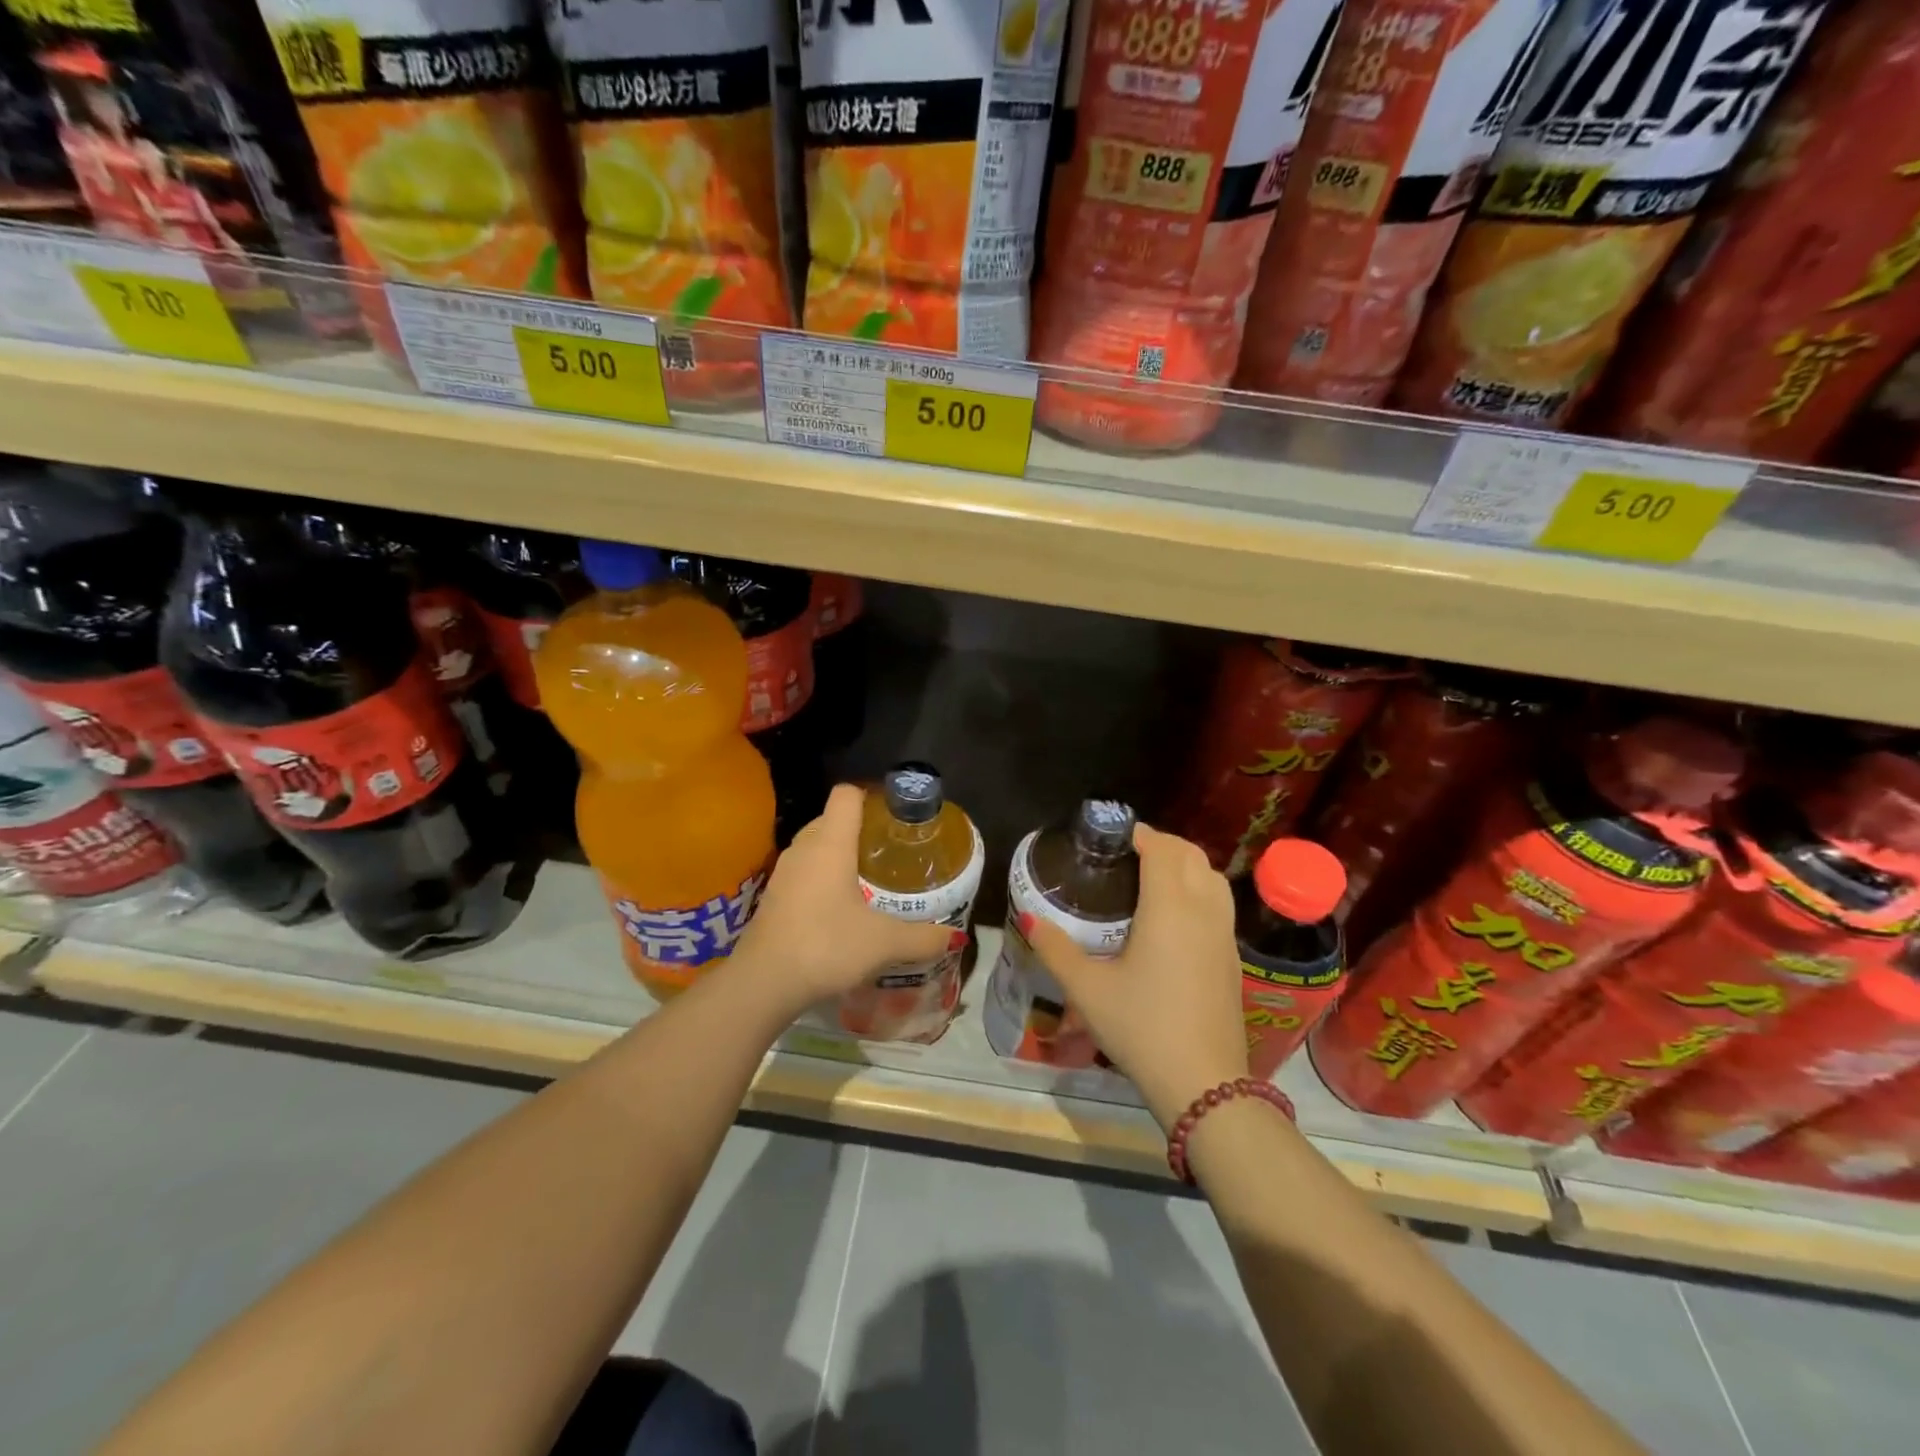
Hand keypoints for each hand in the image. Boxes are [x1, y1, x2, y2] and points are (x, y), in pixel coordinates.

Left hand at [732, 784, 956, 1016]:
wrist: (763, 983)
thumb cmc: (826, 946)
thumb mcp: (883, 943)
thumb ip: (922, 937)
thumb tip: (956, 938)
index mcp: (830, 843)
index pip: (846, 794)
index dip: (871, 796)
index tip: (895, 815)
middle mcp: (804, 848)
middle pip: (832, 817)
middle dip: (860, 827)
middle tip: (890, 849)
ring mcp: (784, 871)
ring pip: (815, 845)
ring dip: (839, 853)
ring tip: (871, 876)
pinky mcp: (773, 895)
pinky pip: (804, 870)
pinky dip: (823, 876)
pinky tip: (841, 905)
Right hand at [1026, 823, 1247, 1129]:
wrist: (1204, 1083)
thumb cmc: (1141, 1027)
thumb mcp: (1087, 989)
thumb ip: (1055, 948)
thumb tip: (1027, 918)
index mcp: (1169, 907)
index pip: (1162, 848)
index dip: (1140, 833)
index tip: (1113, 836)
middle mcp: (1203, 910)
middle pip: (1191, 855)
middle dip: (1163, 844)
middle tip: (1127, 854)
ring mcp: (1225, 934)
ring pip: (1212, 878)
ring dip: (1185, 865)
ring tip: (1152, 879)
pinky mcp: (1233, 958)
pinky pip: (1219, 904)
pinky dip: (1199, 891)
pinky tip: (1174, 919)